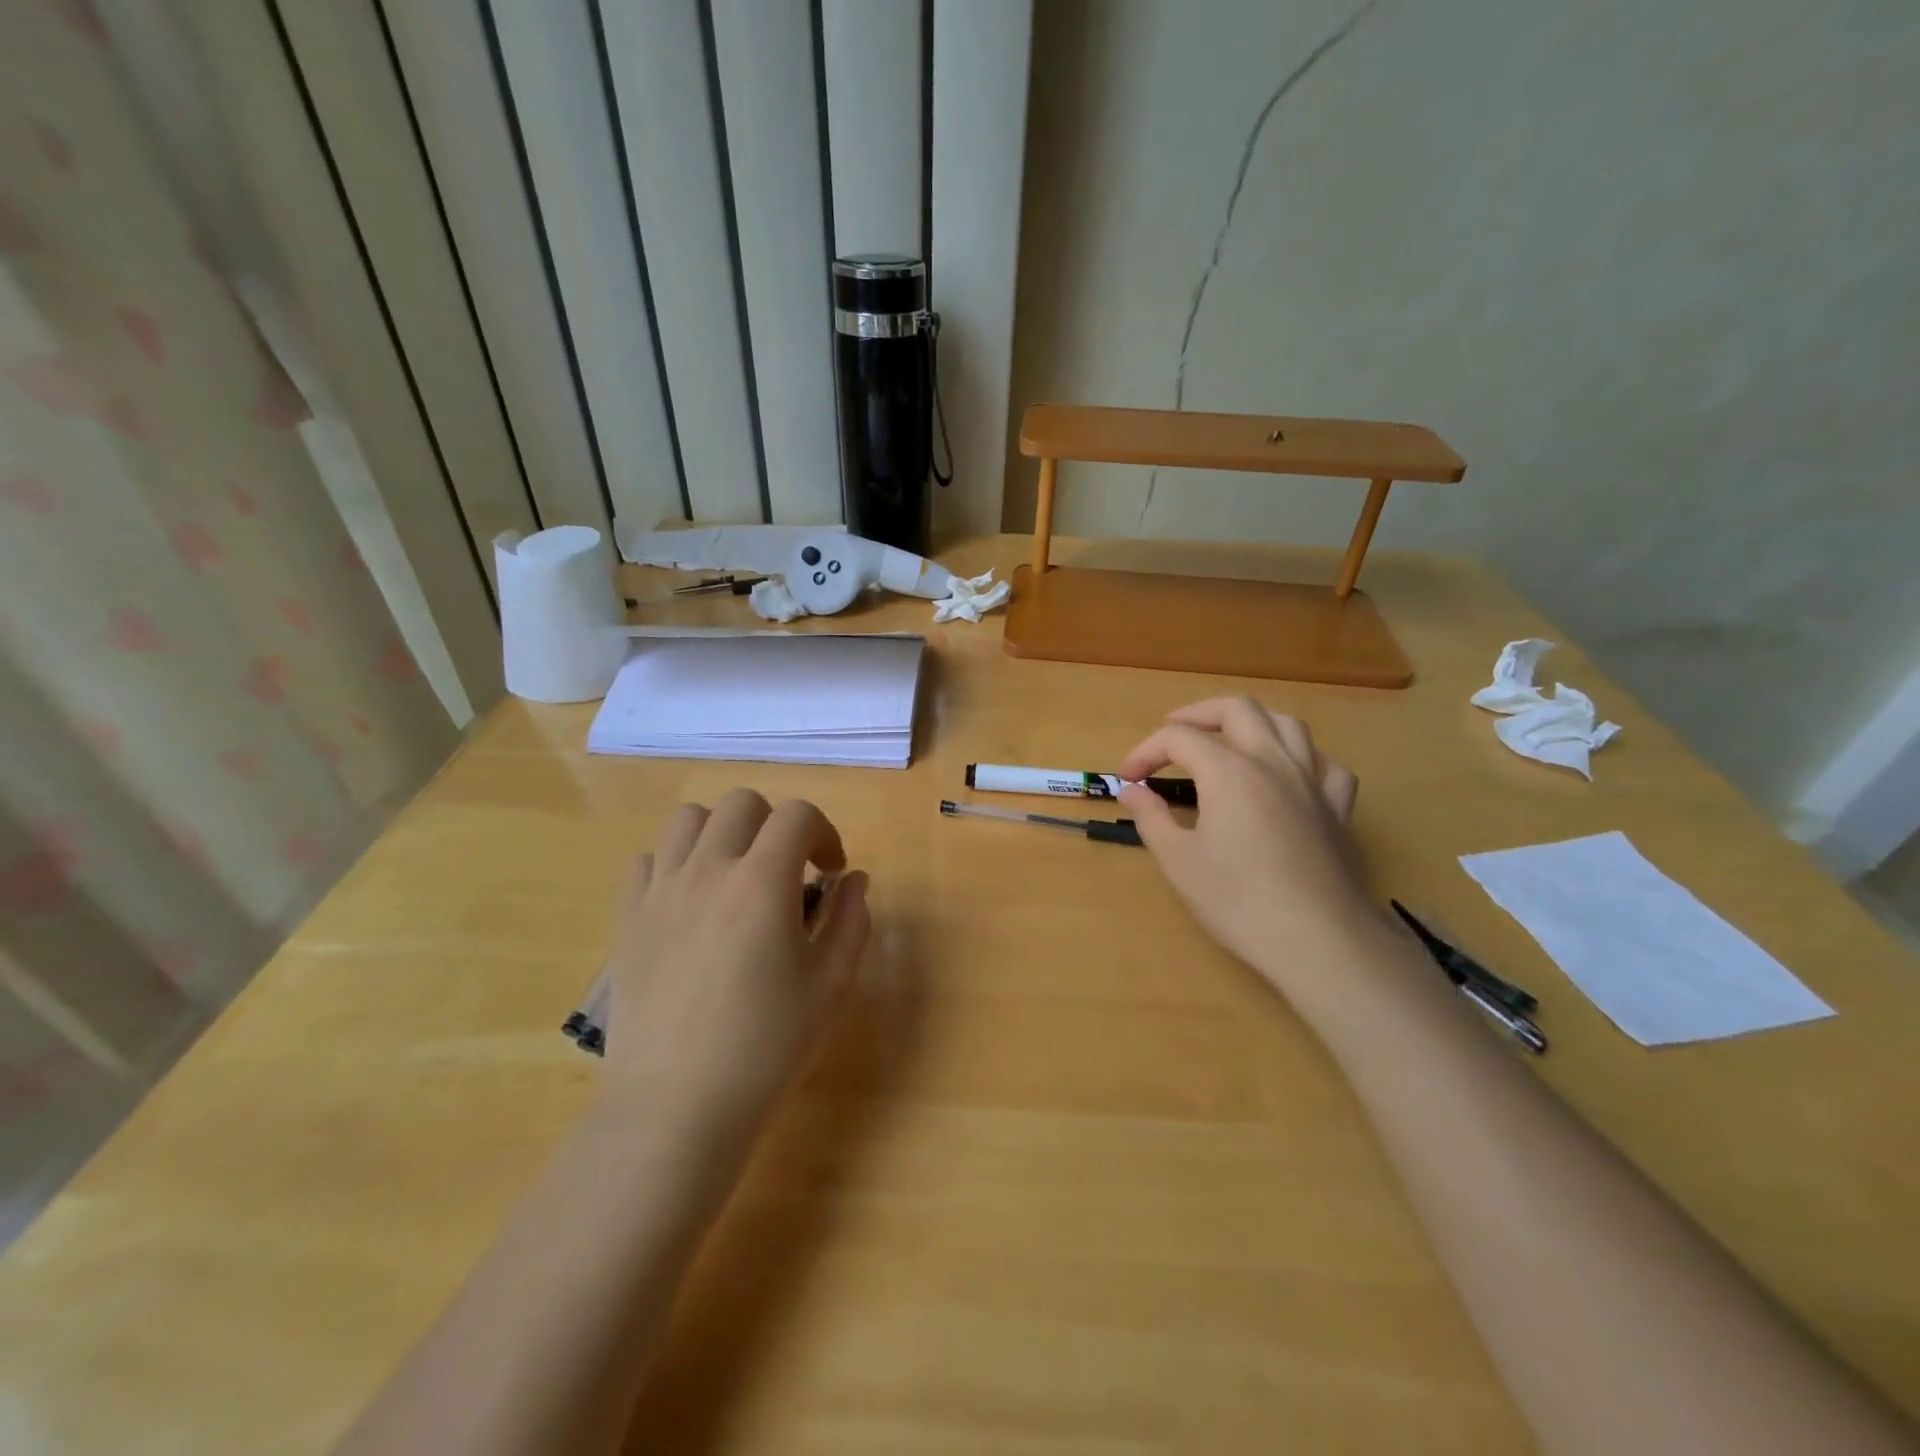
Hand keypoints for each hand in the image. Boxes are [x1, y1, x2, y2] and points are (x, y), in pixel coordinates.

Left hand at [602, 790, 870, 1154]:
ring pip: (688, 819)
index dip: (824, 833)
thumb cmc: (767, 1047)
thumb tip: (852, 879)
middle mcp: (708, 870)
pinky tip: (691, 902)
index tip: (831, 872)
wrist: (676, 1107)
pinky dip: (675, 863)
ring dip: (722, 832)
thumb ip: (851, 920)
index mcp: (762, 882)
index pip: (797, 815)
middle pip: (742, 804)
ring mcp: (661, 892)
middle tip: (788, 872)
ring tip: (736, 875)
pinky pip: (647, 861)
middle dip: (775, 825)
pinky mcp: (628, 919)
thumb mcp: (832, 985)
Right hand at [1117, 698, 1374, 1002]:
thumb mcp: (1178, 861)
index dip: (1145, 752)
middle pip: (1237, 709)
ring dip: (1251, 723)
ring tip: (1228, 740)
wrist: (1318, 940)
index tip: (1128, 779)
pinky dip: (1301, 758)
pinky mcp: (1337, 808)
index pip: (1178, 739)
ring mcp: (1311, 782)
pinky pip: (1324, 764)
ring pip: (1286, 724)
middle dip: (1198, 714)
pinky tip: (1288, 775)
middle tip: (1173, 732)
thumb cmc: (1238, 901)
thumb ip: (1151, 817)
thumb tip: (1131, 790)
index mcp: (1229, 771)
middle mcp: (1272, 762)